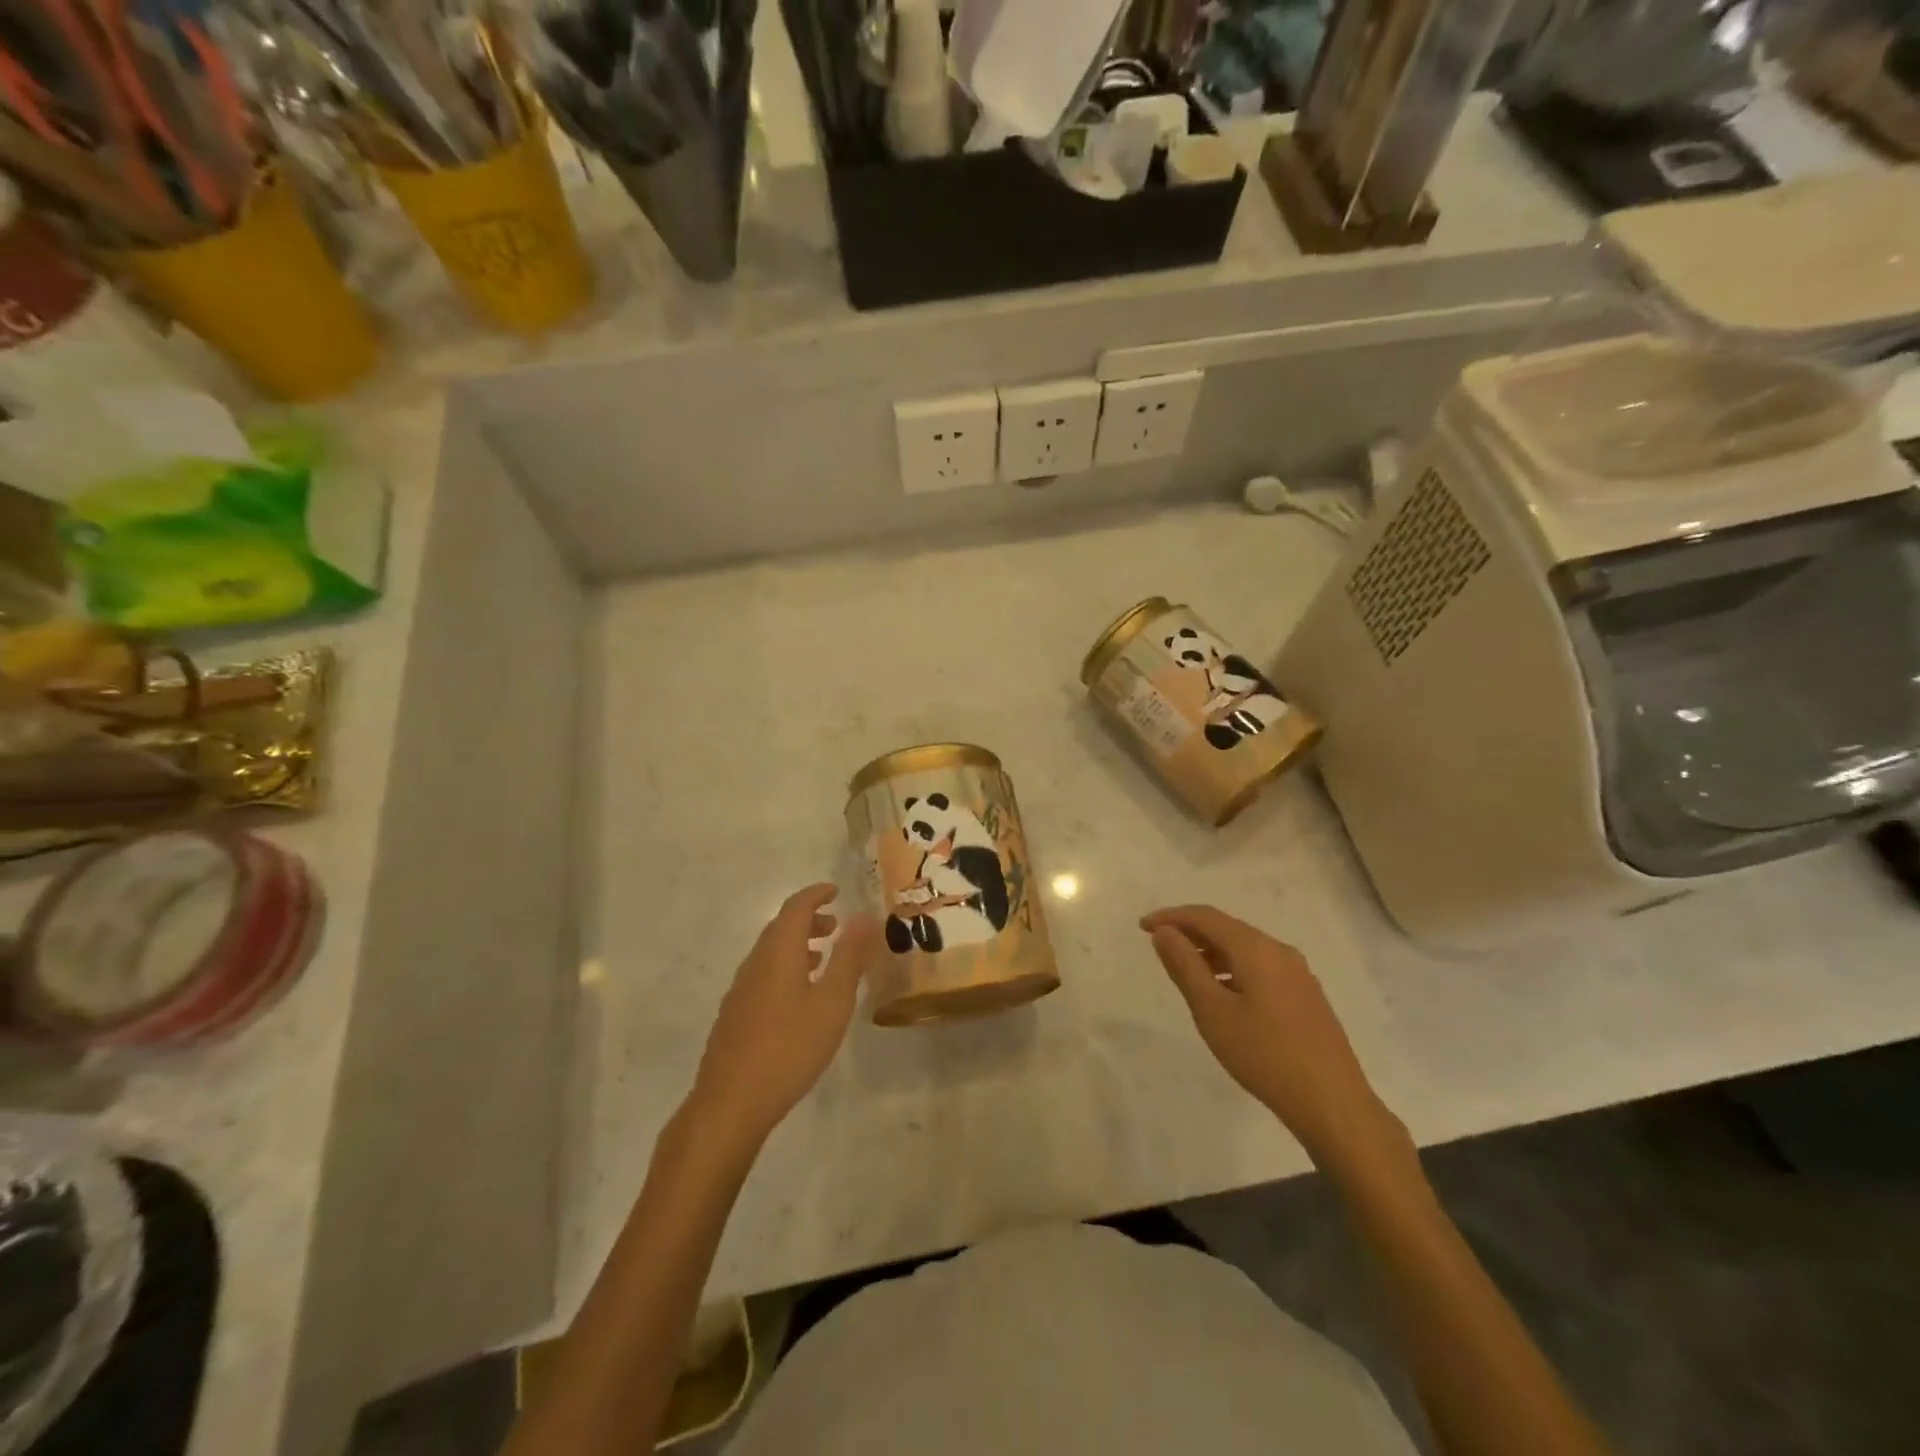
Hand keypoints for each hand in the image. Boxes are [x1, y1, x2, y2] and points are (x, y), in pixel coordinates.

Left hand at [688, 884, 880, 1145]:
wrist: (730, 1104)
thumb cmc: (789, 1048)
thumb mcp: (832, 1002)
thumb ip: (850, 957)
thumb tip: (865, 916)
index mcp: (778, 953)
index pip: (795, 907)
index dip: (816, 894)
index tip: (836, 890)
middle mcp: (755, 963)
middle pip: (780, 928)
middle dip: (808, 920)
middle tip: (836, 926)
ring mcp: (740, 991)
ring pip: (770, 953)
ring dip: (796, 945)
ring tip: (822, 958)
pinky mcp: (734, 1016)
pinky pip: (763, 975)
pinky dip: (785, 968)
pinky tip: (798, 998)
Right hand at [1141, 905, 1399, 1167]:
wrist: (1333, 1104)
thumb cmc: (1264, 1056)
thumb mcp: (1212, 1011)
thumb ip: (1185, 966)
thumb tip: (1164, 931)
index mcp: (1256, 949)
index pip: (1206, 916)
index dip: (1171, 917)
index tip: (1142, 927)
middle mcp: (1279, 951)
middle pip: (1227, 928)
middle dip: (1190, 931)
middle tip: (1159, 945)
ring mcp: (1298, 973)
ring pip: (1244, 948)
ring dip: (1211, 951)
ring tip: (1185, 971)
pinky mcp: (1306, 995)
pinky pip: (1260, 966)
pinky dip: (1232, 967)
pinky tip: (1223, 993)